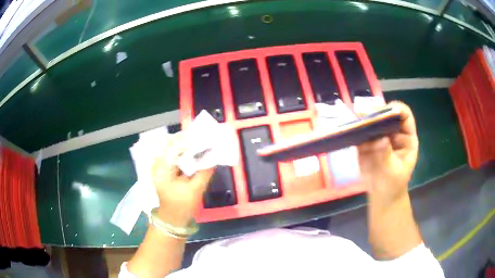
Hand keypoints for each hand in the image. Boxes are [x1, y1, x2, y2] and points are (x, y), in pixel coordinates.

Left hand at [152, 133, 213, 226]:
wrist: (172, 218)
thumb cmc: (182, 205)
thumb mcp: (196, 189)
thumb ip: (205, 171)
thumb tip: (214, 155)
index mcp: (162, 169)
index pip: (173, 147)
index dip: (188, 139)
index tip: (203, 135)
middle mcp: (158, 164)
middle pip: (172, 144)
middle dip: (188, 139)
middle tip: (204, 137)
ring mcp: (159, 166)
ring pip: (172, 148)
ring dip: (186, 144)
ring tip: (201, 141)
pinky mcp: (164, 169)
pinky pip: (173, 155)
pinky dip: (184, 151)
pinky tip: (194, 151)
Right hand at [357, 101, 418, 203]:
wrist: (381, 196)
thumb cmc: (393, 184)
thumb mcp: (393, 172)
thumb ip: (387, 155)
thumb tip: (381, 138)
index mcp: (406, 138)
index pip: (404, 115)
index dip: (396, 109)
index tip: (384, 113)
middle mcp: (394, 133)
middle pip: (387, 114)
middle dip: (376, 112)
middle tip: (364, 115)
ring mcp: (380, 137)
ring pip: (373, 121)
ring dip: (363, 120)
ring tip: (355, 123)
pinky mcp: (367, 143)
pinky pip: (361, 132)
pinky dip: (355, 130)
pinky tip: (350, 132)